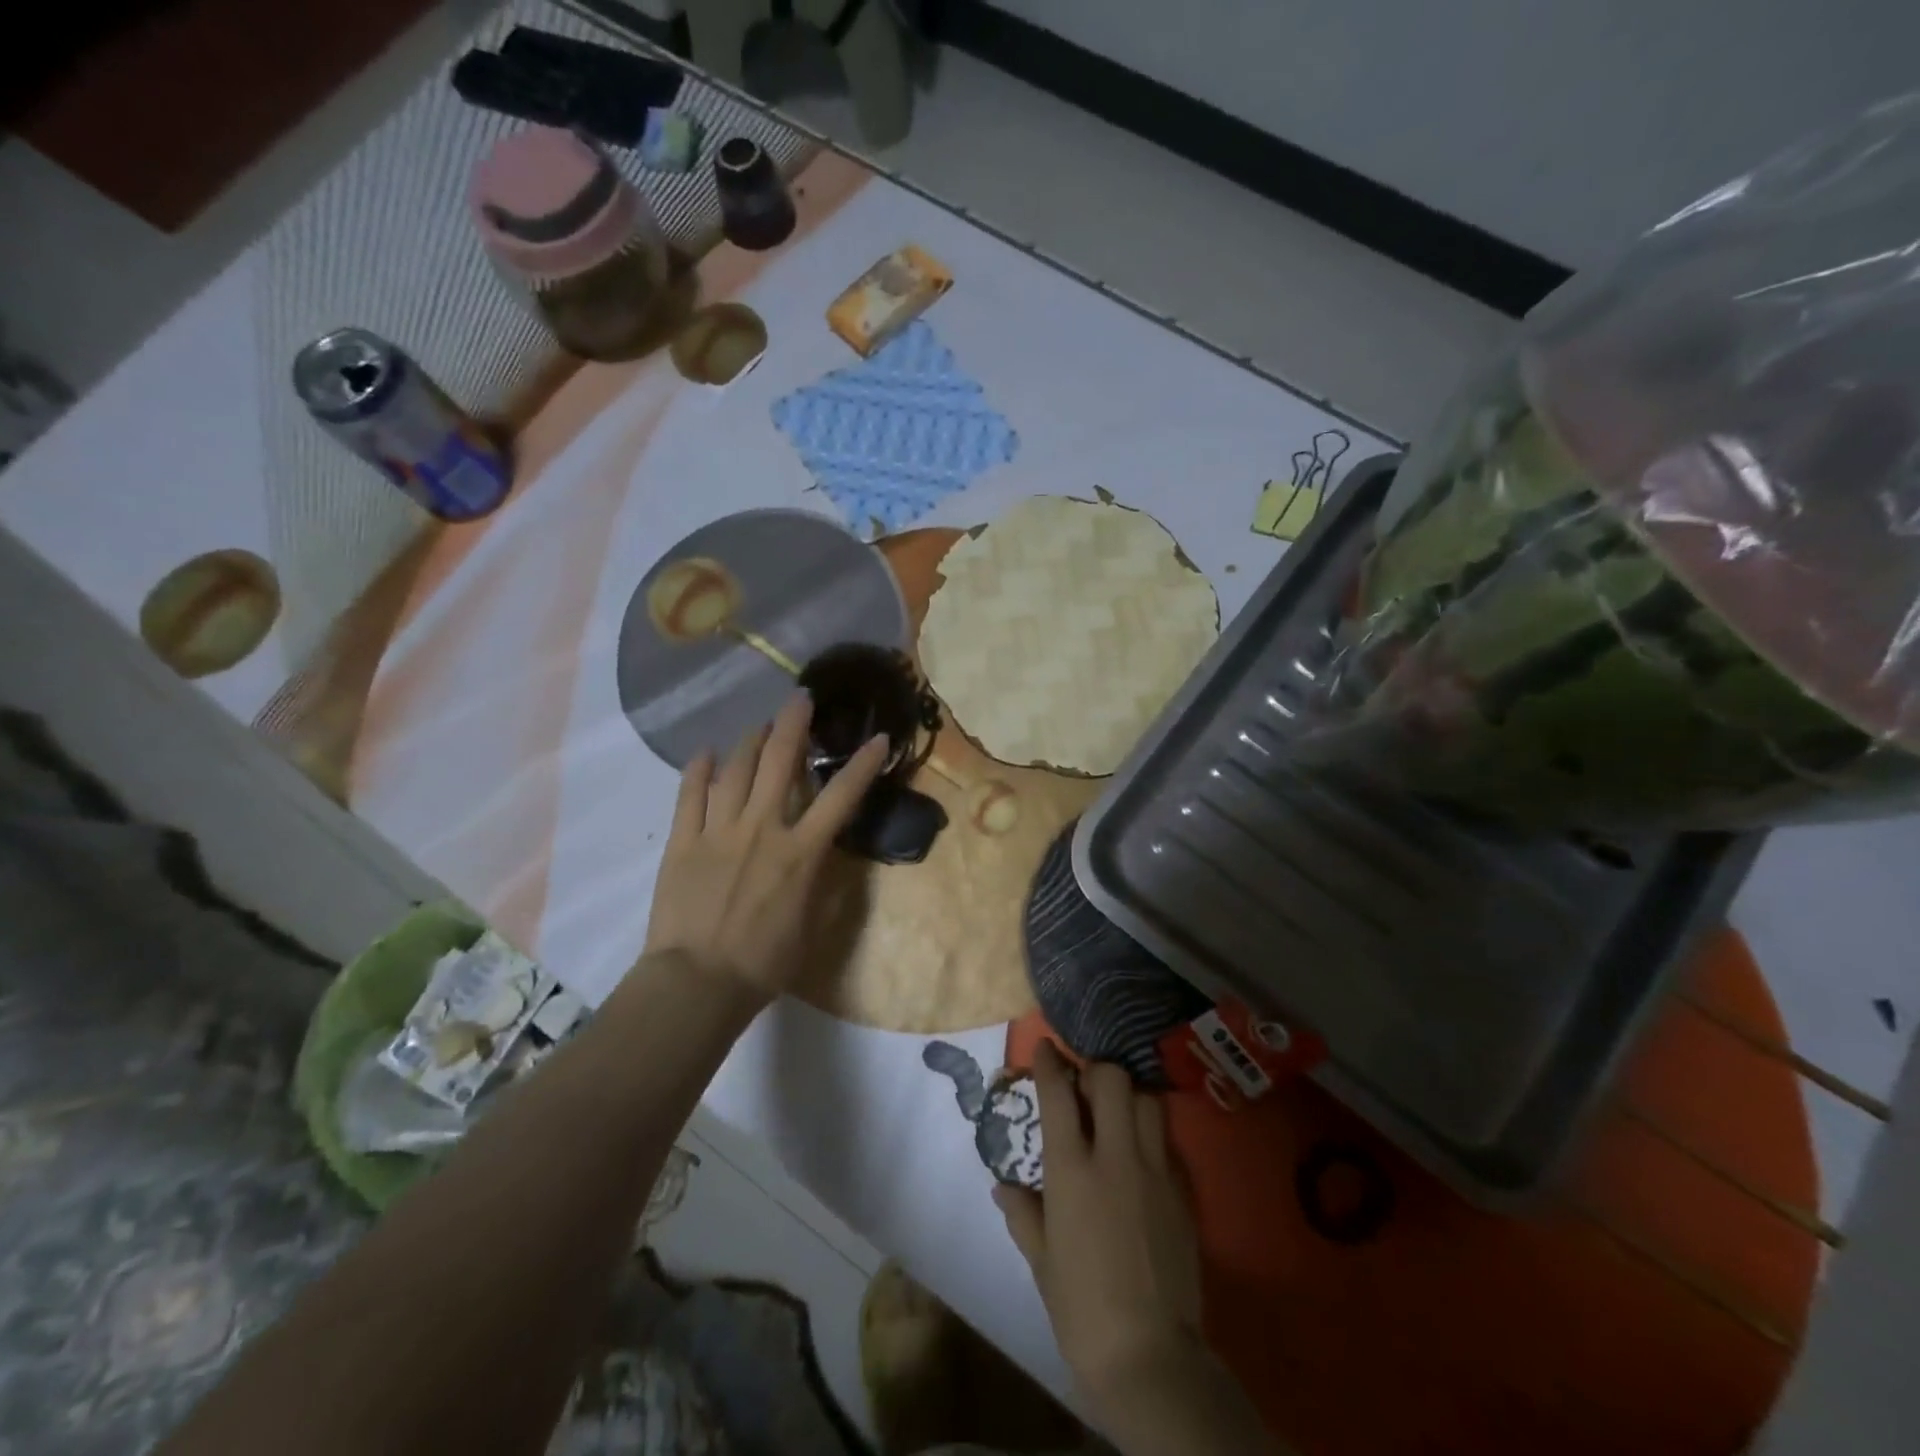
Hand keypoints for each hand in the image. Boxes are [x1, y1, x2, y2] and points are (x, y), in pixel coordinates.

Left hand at [643, 693, 888, 1001]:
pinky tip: (706, 754)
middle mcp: (762, 828)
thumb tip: (832, 852)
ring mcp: (718, 830)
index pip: (841, 797)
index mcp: (801, 851)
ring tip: (760, 726)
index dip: (863, 764)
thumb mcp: (815, 927)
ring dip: (751, 740)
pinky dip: (699, 769)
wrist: (697, 983)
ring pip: (736, 769)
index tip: (878, 739)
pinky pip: (689, 794)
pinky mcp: (683, 841)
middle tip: (801, 698)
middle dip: (794, 724)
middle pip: (780, 761)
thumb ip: (827, 884)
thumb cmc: (765, 962)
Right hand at [994, 1042, 1204, 1407]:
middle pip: (1112, 1079)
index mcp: (1071, 1170)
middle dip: (1096, 1070)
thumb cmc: (1081, 1309)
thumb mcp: (1042, 1261)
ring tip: (1116, 1114)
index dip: (1049, 1062)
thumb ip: (1023, 1215)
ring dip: (1129, 1096)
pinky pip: (1165, 1140)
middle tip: (1085, 1087)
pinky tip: (1140, 1155)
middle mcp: (1114, 1156)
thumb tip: (1003, 1187)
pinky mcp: (1182, 1191)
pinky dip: (1150, 1133)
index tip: (1044, 1047)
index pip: (1059, 1094)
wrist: (1150, 1356)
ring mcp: (1154, 1170)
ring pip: (1147, 1100)